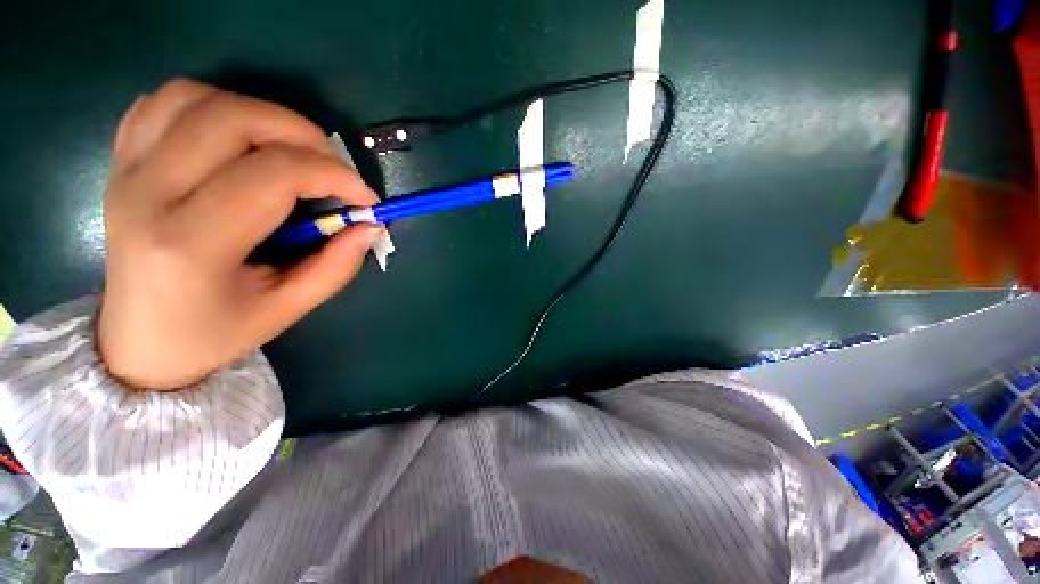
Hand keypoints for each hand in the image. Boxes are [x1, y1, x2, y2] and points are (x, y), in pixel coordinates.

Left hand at [98, 79, 383, 389]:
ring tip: (288, 149)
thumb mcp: (288, 309)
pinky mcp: (120, 162)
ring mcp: (127, 171)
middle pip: (233, 119)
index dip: (334, 176)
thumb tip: (370, 227)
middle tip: (333, 166)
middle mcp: (149, 193)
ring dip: (257, 112)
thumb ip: (336, 266)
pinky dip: (209, 105)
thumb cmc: (215, 333)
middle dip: (302, 134)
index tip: (366, 199)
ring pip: (195, 98)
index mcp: (192, 243)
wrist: (140, 342)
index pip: (274, 175)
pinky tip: (236, 137)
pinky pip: (162, 104)